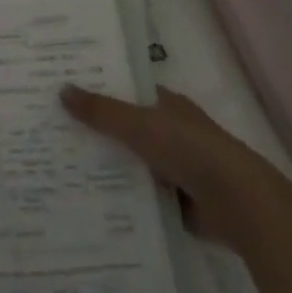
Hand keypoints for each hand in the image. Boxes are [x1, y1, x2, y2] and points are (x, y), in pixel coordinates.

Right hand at [60, 84, 291, 245]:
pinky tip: (90, 200)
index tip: (63, 93)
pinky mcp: (178, 201)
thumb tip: (62, 89)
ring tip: (61, 169)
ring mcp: (176, 167)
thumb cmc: (190, 149)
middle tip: (52, 132)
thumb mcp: (139, 124)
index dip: (98, 90)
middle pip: (126, 128)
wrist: (239, 203)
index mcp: (167, 105)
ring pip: (132, 163)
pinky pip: (141, 195)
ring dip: (107, 167)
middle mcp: (172, 132)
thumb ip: (102, 110)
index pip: (126, 91)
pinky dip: (122, 198)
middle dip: (96, 131)